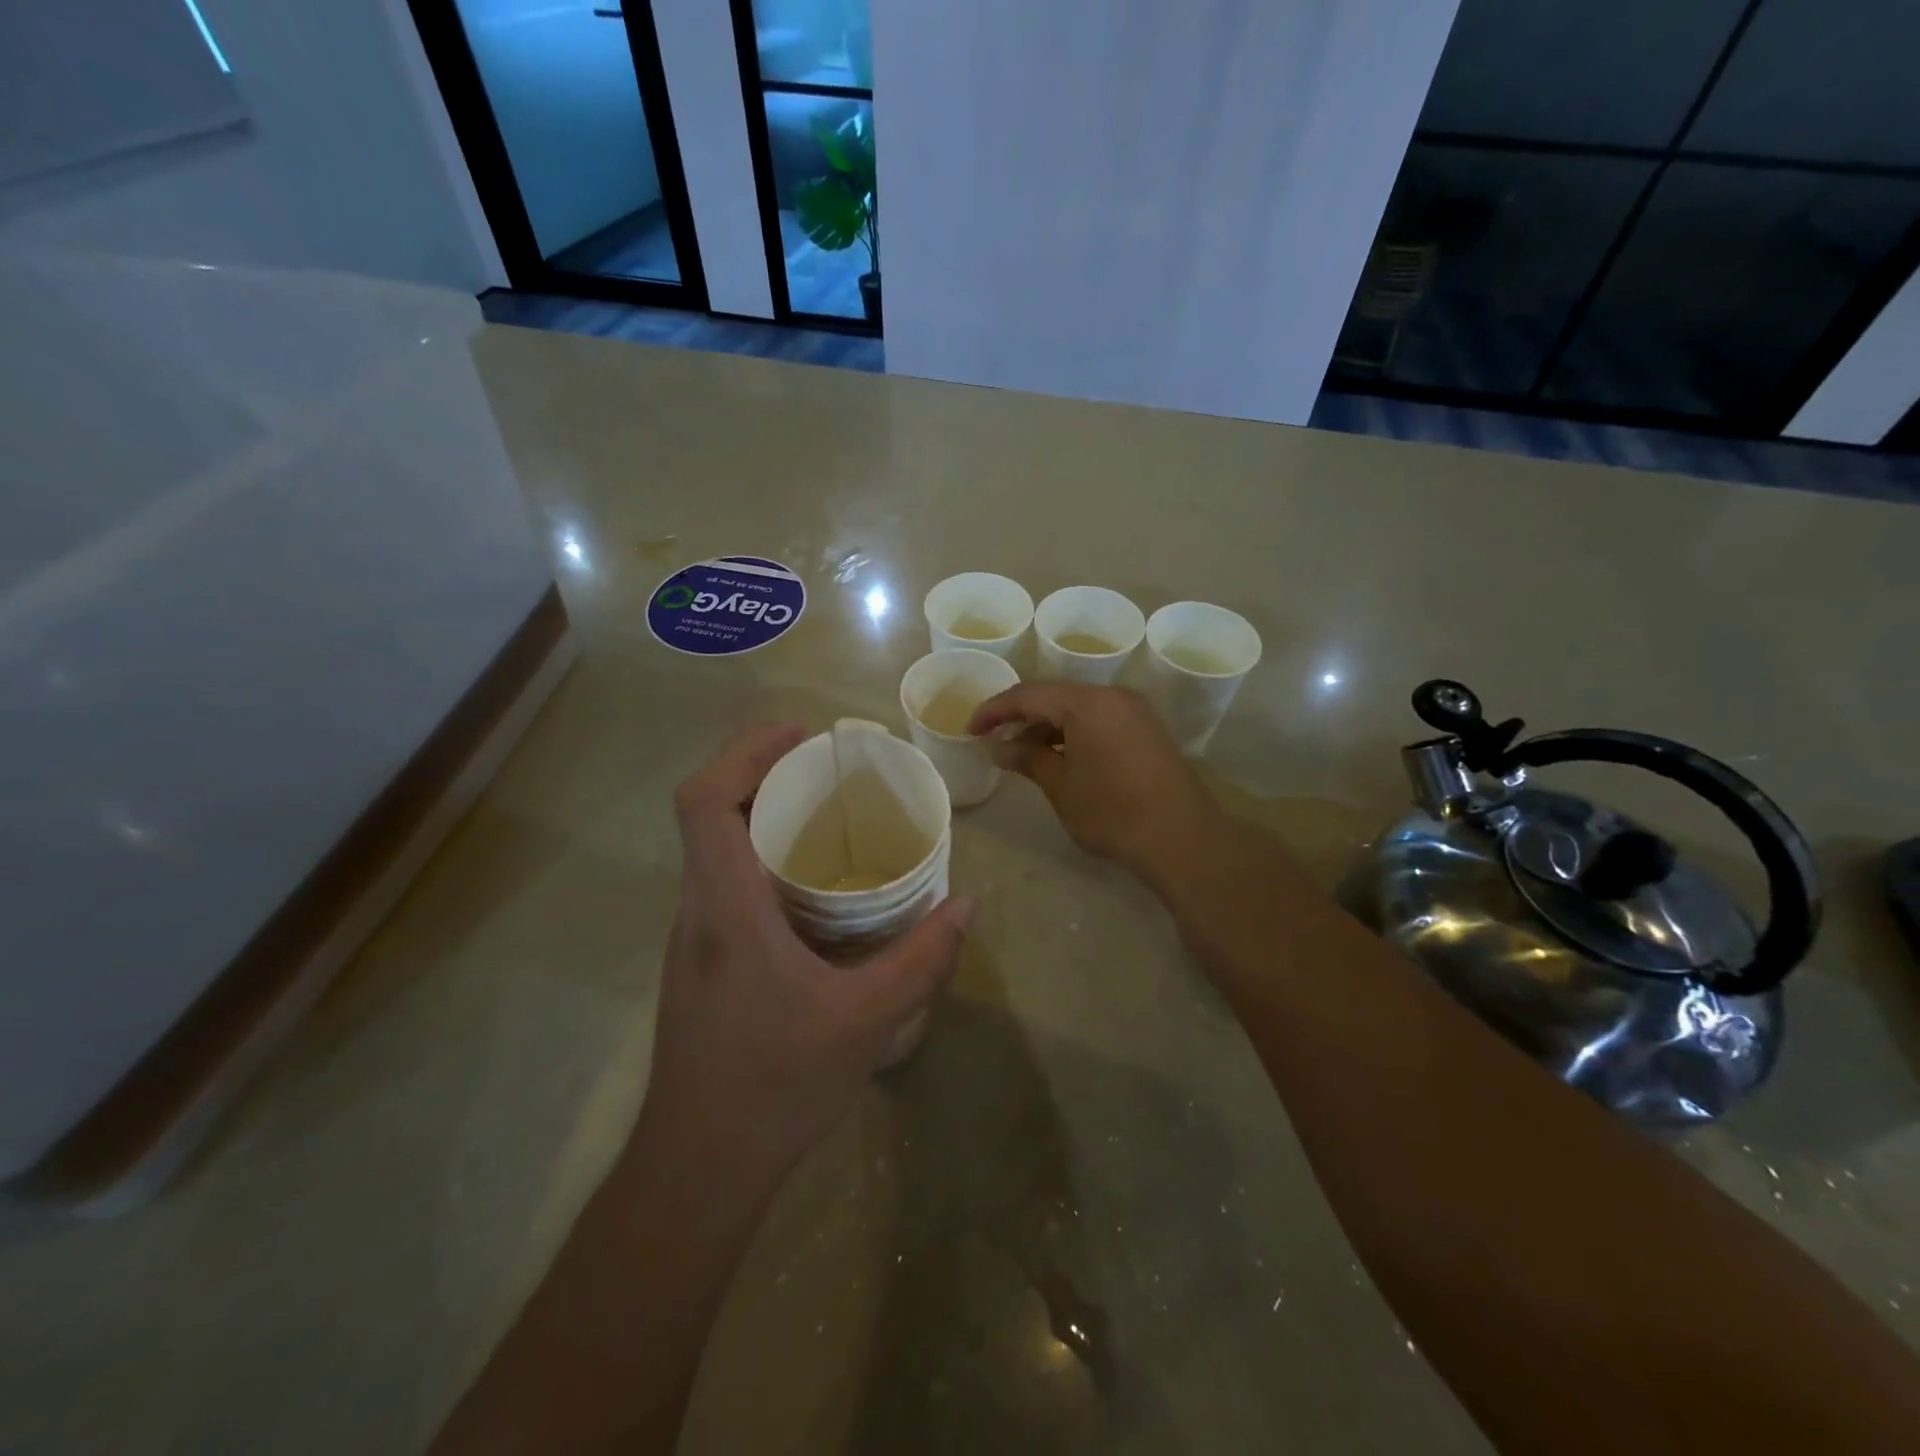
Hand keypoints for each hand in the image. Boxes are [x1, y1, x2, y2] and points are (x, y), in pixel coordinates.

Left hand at [642, 724, 974, 1193]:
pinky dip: (759, 854)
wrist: (698, 1169)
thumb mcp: (866, 1023)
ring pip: (712, 847)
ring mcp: (692, 936)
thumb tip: (965, 904)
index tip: (799, 735)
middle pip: (706, 812)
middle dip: (758, 770)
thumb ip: (921, 960)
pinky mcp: (699, 960)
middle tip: (824, 765)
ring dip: (757, 812)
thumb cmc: (775, 1088)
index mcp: (726, 910)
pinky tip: (810, 884)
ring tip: (823, 811)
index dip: (743, 753)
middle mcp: (697, 910)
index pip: (704, 803)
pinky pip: (723, 880)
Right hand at [968, 684, 1227, 886]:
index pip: (1028, 695)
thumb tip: (999, 747)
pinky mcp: (1146, 730)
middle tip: (993, 740)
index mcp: (1087, 703)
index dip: (994, 710)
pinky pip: (1099, 719)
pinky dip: (1073, 732)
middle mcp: (1112, 696)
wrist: (1182, 839)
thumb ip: (1027, 758)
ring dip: (1047, 726)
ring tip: (1022, 753)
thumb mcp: (1061, 786)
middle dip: (1020, 716)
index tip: (970, 729)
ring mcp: (1134, 711)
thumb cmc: (1113, 812)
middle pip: (1054, 696)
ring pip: (1078, 708)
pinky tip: (1059, 756)